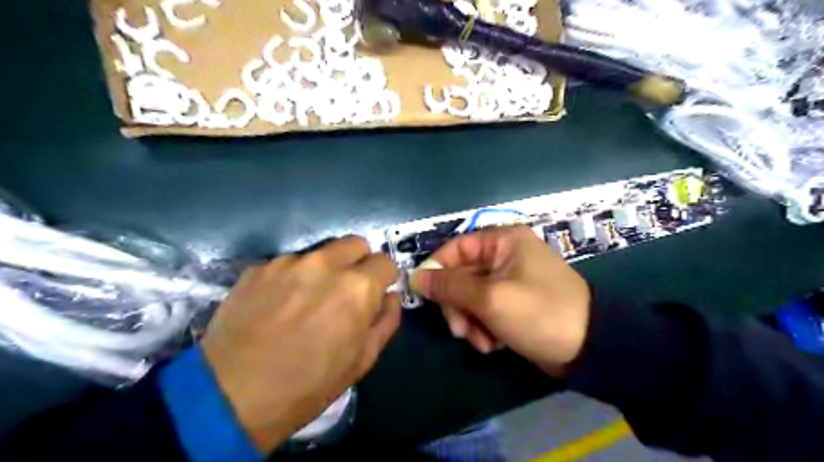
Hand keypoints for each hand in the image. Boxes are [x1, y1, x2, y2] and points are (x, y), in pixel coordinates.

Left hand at [202, 237, 403, 452]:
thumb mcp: (361, 360)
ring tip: (305, 302)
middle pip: (356, 243)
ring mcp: (288, 262)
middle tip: (346, 291)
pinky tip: (277, 306)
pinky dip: (291, 278)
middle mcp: (325, 264)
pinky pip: (287, 264)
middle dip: (359, 263)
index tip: (376, 293)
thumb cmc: (308, 384)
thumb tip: (390, 297)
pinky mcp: (258, 268)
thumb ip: (386, 321)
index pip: (385, 262)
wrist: (230, 397)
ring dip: (323, 271)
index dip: (384, 279)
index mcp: (356, 287)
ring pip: (320, 253)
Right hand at [412, 225, 591, 376]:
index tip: (424, 294)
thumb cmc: (539, 313)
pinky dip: (484, 327)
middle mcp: (504, 255)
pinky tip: (493, 344)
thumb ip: (450, 286)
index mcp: (503, 241)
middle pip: (461, 275)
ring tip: (481, 342)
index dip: (437, 269)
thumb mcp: (490, 298)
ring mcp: (509, 279)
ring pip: (470, 295)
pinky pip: (485, 309)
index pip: (455, 248)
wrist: (590, 348)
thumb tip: (416, 277)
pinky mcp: (512, 302)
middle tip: (459, 330)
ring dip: (469, 320)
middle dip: (457, 305)